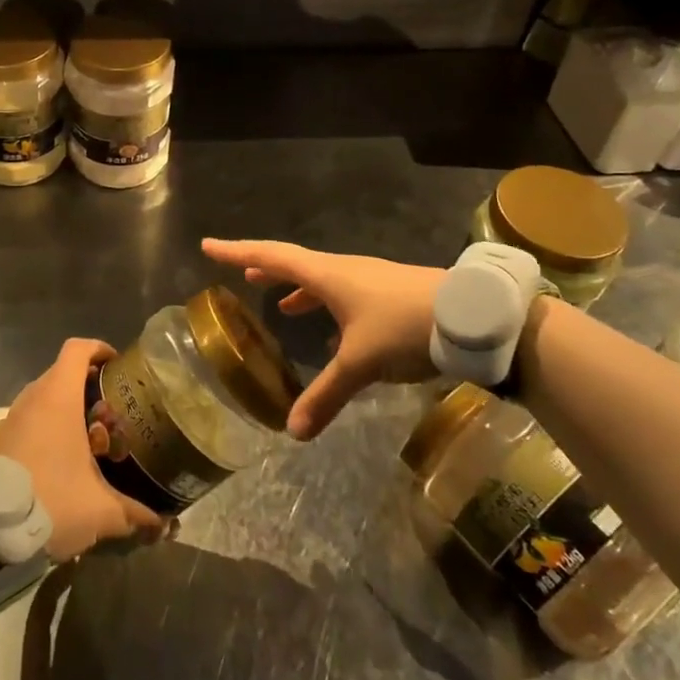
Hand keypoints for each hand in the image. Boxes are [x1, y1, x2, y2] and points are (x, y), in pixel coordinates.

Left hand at [0, 338, 166, 560]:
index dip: (99, 350)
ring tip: (88, 442)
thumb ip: (134, 513)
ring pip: (43, 400)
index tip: (116, 366)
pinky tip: (59, 463)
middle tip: (111, 415)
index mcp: (58, 398)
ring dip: (66, 412)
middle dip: (88, 388)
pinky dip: (45, 430)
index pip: (77, 349)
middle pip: (62, 375)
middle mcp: (32, 399)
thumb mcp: (99, 511)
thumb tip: (164, 524)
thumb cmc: (50, 500)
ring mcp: (10, 419)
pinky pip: (27, 422)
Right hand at [201, 239, 444, 439]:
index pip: (271, 257)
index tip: (208, 247)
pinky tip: (333, 332)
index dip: (237, 253)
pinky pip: (344, 293)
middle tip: (241, 273)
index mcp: (327, 275)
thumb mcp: (361, 363)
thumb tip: (292, 433)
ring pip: (322, 278)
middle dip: (265, 268)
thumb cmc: (404, 326)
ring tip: (283, 304)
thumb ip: (326, 395)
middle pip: (294, 263)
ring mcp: (369, 279)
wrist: (470, 316)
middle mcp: (343, 270)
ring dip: (298, 287)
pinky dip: (327, 305)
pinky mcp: (389, 292)